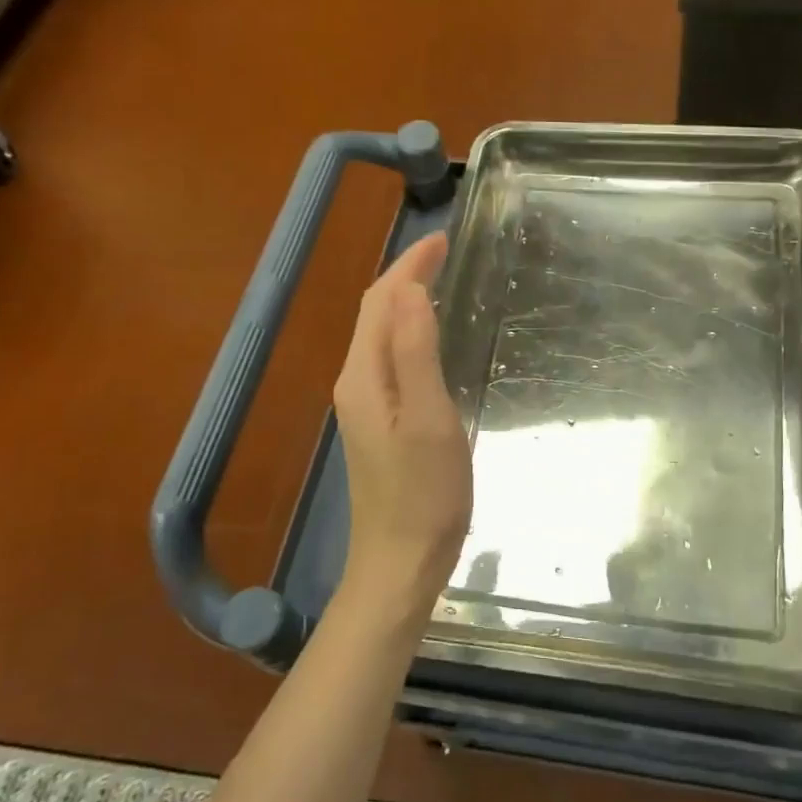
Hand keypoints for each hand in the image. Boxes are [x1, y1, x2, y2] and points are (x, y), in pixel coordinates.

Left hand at [333, 232, 472, 623]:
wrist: (399, 563)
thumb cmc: (423, 494)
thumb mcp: (429, 419)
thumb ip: (416, 353)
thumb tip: (411, 290)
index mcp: (365, 376)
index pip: (381, 302)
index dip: (409, 266)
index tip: (443, 239)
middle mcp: (356, 384)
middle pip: (375, 314)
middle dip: (405, 276)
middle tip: (445, 252)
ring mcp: (364, 407)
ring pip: (381, 336)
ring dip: (406, 302)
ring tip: (439, 281)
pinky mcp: (378, 425)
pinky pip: (390, 360)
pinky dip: (408, 333)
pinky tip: (429, 339)